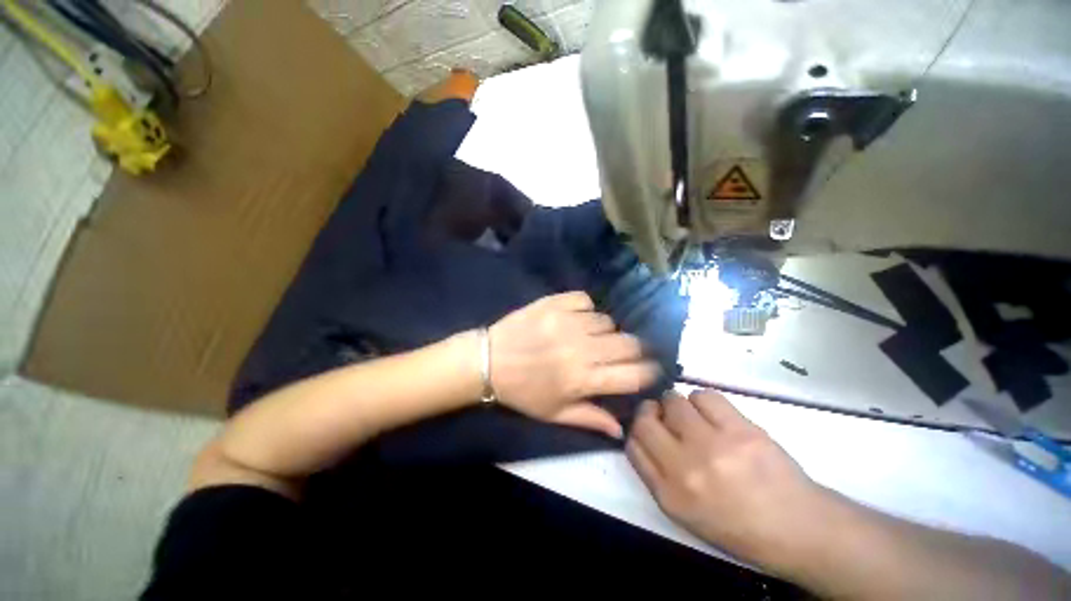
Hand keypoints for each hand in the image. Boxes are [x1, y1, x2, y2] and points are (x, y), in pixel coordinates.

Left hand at [489, 292, 660, 438]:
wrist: (489, 360)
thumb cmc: (522, 392)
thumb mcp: (555, 413)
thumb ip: (591, 418)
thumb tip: (623, 429)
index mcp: (582, 379)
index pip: (634, 374)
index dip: (649, 371)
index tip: (649, 368)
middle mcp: (581, 348)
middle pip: (628, 343)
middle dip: (633, 349)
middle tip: (620, 352)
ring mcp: (567, 321)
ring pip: (607, 321)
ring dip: (604, 331)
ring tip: (590, 336)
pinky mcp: (554, 303)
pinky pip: (586, 300)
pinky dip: (586, 309)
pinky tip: (575, 318)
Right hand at [627, 389, 829, 569]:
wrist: (799, 528)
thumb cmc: (738, 524)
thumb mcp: (685, 513)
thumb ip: (655, 474)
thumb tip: (641, 434)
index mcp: (669, 495)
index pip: (633, 444)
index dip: (635, 428)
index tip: (646, 425)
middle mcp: (684, 469)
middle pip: (644, 419)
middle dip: (649, 410)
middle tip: (663, 413)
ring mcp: (713, 446)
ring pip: (673, 401)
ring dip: (678, 404)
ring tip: (694, 416)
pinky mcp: (740, 430)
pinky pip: (704, 395)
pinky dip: (703, 400)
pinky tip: (714, 414)